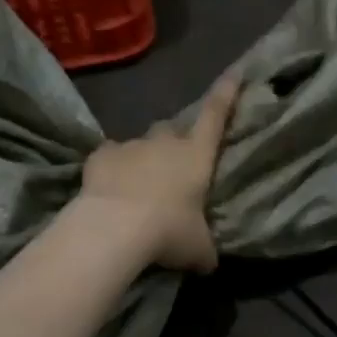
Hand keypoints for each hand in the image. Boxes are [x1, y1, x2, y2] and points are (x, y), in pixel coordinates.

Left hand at [81, 76, 240, 272]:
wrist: (115, 228)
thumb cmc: (168, 232)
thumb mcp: (197, 249)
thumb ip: (205, 251)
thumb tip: (209, 263)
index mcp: (196, 155)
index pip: (215, 116)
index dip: (226, 94)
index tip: (235, 73)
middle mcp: (165, 143)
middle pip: (171, 129)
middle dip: (173, 141)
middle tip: (171, 166)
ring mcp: (131, 145)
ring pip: (140, 144)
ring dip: (141, 159)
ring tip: (136, 187)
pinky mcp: (101, 155)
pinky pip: (110, 156)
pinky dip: (112, 167)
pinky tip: (109, 187)